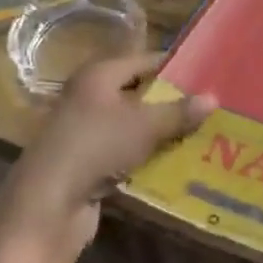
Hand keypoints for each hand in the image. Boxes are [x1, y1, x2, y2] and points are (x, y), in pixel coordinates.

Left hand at [0, 52, 216, 262]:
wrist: (49, 202)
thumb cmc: (97, 146)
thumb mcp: (145, 126)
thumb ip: (179, 112)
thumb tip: (213, 97)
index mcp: (98, 75)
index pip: (143, 60)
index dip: (174, 66)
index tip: (205, 75)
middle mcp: (88, 96)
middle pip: (137, 92)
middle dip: (170, 101)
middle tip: (207, 107)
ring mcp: (85, 130)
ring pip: (131, 124)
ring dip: (159, 131)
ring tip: (199, 134)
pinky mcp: (86, 161)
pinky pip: (123, 150)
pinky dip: (145, 155)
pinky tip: (173, 162)